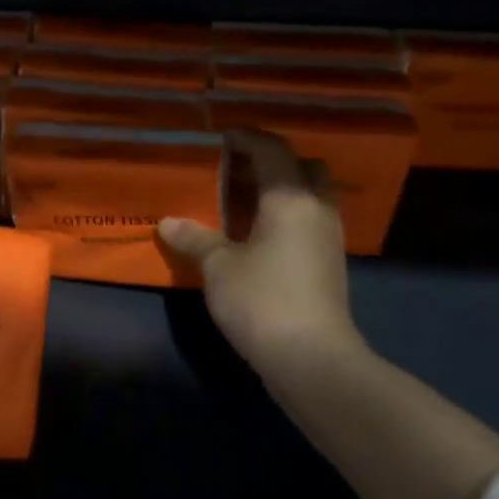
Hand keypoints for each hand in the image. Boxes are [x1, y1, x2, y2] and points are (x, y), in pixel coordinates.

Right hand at [159, 130, 370, 386]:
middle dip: (274, 162)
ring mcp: (329, 239)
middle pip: (305, 167)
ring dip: (283, 190)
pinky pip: (309, 222)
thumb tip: (169, 223)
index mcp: (290, 198)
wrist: (312, 360)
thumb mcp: (217, 266)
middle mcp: (316, 210)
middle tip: (237, 169)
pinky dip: (287, 216)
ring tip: (244, 200)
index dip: (246, 138)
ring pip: (311, 196)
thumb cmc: (262, 300)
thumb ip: (194, 238)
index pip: (272, 150)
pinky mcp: (329, 265)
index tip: (221, 138)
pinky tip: (258, 234)